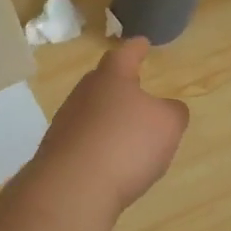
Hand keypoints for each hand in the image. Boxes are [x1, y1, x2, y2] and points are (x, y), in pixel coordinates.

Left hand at [30, 38, 189, 215]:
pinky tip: (110, 162)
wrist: (72, 188)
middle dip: (119, 83)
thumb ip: (173, 112)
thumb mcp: (167, 125)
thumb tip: (169, 109)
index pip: (125, 54)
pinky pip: (84, 140)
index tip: (142, 42)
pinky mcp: (57, 152)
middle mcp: (84, 93)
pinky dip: (99, 145)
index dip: (136, 48)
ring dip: (108, 117)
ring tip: (126, 129)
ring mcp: (66, 122)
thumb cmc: (126, 143)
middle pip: (102, 81)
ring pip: (91, 111)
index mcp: (112, 77)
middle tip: (135, 86)